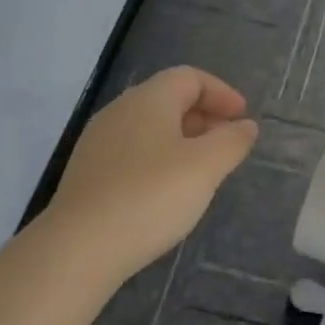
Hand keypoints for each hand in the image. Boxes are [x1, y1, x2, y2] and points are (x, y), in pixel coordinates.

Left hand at [46, 66, 258, 279]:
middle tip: (228, 143)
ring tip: (203, 169)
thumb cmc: (151, 196)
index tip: (243, 118)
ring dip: (182, 139)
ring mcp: (98, 143)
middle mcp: (119, 112)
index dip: (221, 93)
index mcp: (148, 100)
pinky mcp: (88, 173)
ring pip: (149, 127)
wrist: (79, 248)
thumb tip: (245, 126)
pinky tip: (168, 190)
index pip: (189, 77)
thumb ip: (231, 141)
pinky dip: (159, 158)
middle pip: (167, 99)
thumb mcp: (205, 167)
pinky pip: (132, 152)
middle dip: (203, 115)